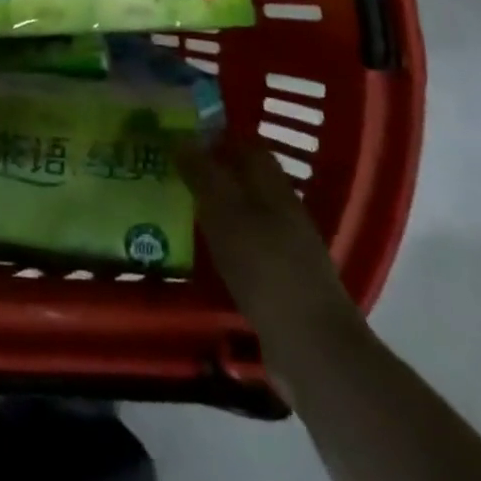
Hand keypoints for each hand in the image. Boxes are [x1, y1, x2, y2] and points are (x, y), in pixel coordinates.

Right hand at [177, 137, 362, 355]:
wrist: (311, 347)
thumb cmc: (266, 267)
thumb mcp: (225, 213)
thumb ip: (203, 174)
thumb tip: (182, 138)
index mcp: (275, 188)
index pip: (249, 145)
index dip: (218, 135)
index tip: (180, 133)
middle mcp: (283, 212)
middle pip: (246, 179)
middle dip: (211, 170)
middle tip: (169, 169)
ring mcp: (286, 249)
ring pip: (244, 213)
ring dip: (214, 206)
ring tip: (175, 205)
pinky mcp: (280, 282)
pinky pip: (245, 246)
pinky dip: (222, 240)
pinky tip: (198, 249)